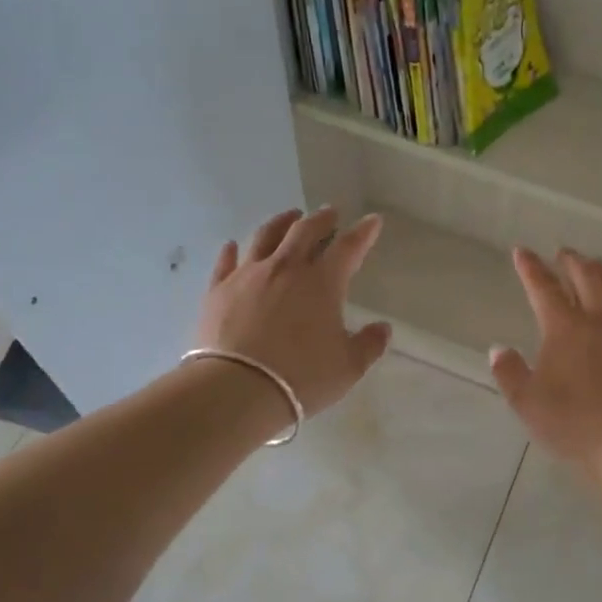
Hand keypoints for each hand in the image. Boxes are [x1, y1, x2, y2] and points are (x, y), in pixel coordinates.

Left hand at [195, 208, 391, 417]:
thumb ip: (369, 345)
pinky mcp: (218, 290)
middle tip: (330, 213)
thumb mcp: (348, 367)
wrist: (237, 388)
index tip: (372, 220)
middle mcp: (286, 268)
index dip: (363, 232)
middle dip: (321, 219)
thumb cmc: (301, 378)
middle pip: (305, 231)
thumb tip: (383, 329)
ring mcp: (248, 276)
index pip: (348, 247)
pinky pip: (226, 262)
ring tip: (289, 217)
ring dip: (281, 223)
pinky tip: (232, 246)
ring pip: (265, 237)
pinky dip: (232, 251)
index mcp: (322, 283)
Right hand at [490, 248, 601, 466]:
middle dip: (572, 260)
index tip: (522, 252)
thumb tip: (498, 349)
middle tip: (564, 254)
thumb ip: (509, 371)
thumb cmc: (571, 422)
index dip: (530, 267)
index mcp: (563, 327)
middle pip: (586, 276)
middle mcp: (599, 318)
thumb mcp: (526, 401)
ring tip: (600, 267)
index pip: (542, 287)